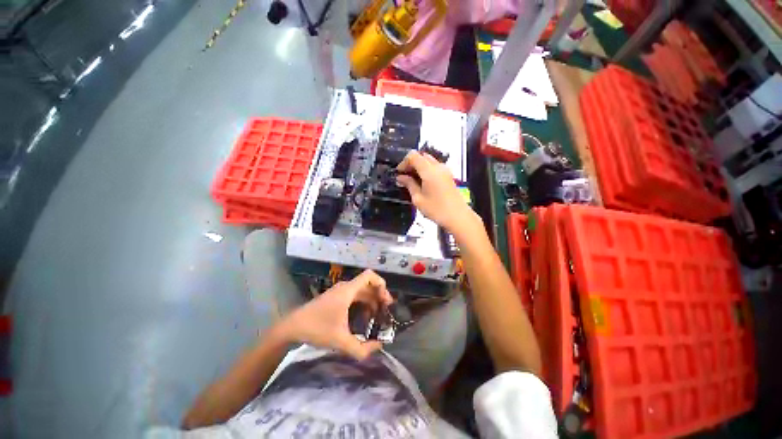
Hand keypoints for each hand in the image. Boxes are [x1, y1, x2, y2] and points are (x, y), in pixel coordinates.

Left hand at [277, 270, 393, 359]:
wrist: (292, 327)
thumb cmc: (317, 329)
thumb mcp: (340, 341)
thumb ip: (361, 349)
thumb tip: (379, 347)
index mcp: (348, 290)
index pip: (370, 275)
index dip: (381, 284)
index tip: (386, 301)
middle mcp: (346, 287)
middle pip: (368, 285)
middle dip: (379, 296)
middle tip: (386, 312)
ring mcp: (340, 292)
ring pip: (362, 291)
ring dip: (371, 301)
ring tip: (377, 317)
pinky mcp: (336, 298)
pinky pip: (355, 296)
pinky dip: (363, 303)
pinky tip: (364, 318)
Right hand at [396, 151, 482, 237]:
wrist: (458, 217)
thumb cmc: (437, 210)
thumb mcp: (418, 199)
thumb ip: (409, 185)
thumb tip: (401, 177)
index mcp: (429, 171)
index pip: (413, 156)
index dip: (403, 163)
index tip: (399, 173)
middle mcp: (438, 166)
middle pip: (421, 156)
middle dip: (411, 164)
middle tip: (404, 177)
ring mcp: (445, 170)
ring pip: (428, 161)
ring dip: (418, 167)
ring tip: (412, 181)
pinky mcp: (448, 175)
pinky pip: (434, 167)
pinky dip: (426, 170)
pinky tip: (422, 183)